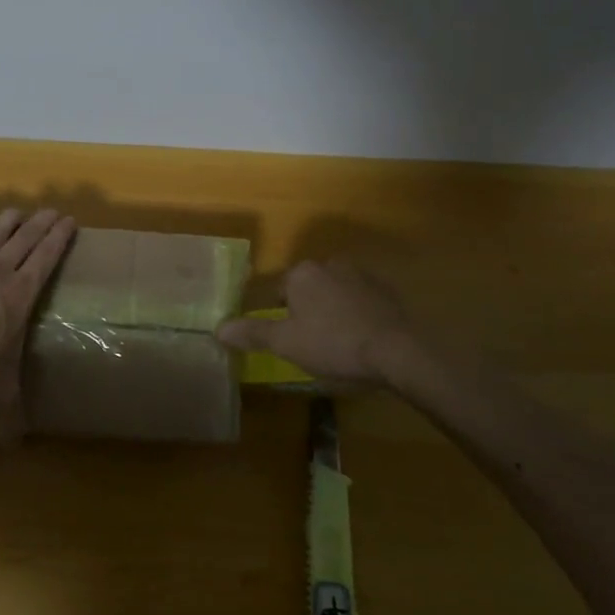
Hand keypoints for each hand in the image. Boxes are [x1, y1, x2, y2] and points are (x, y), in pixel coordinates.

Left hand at [0, 208, 76, 442]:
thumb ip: (10, 418)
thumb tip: (15, 447)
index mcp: (19, 295)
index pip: (46, 258)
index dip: (59, 237)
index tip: (70, 221)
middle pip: (24, 239)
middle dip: (41, 224)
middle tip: (52, 211)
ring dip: (7, 221)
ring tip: (17, 211)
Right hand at [215, 259, 414, 384]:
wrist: (397, 351)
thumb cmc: (334, 344)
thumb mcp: (286, 343)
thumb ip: (252, 333)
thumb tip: (218, 328)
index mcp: (301, 274)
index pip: (278, 291)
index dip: (279, 317)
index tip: (287, 339)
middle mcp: (329, 264)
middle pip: (307, 289)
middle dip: (306, 311)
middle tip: (311, 343)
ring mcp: (361, 275)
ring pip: (334, 292)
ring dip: (332, 310)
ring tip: (338, 343)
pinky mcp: (386, 290)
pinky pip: (361, 300)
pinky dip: (357, 314)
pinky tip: (362, 338)